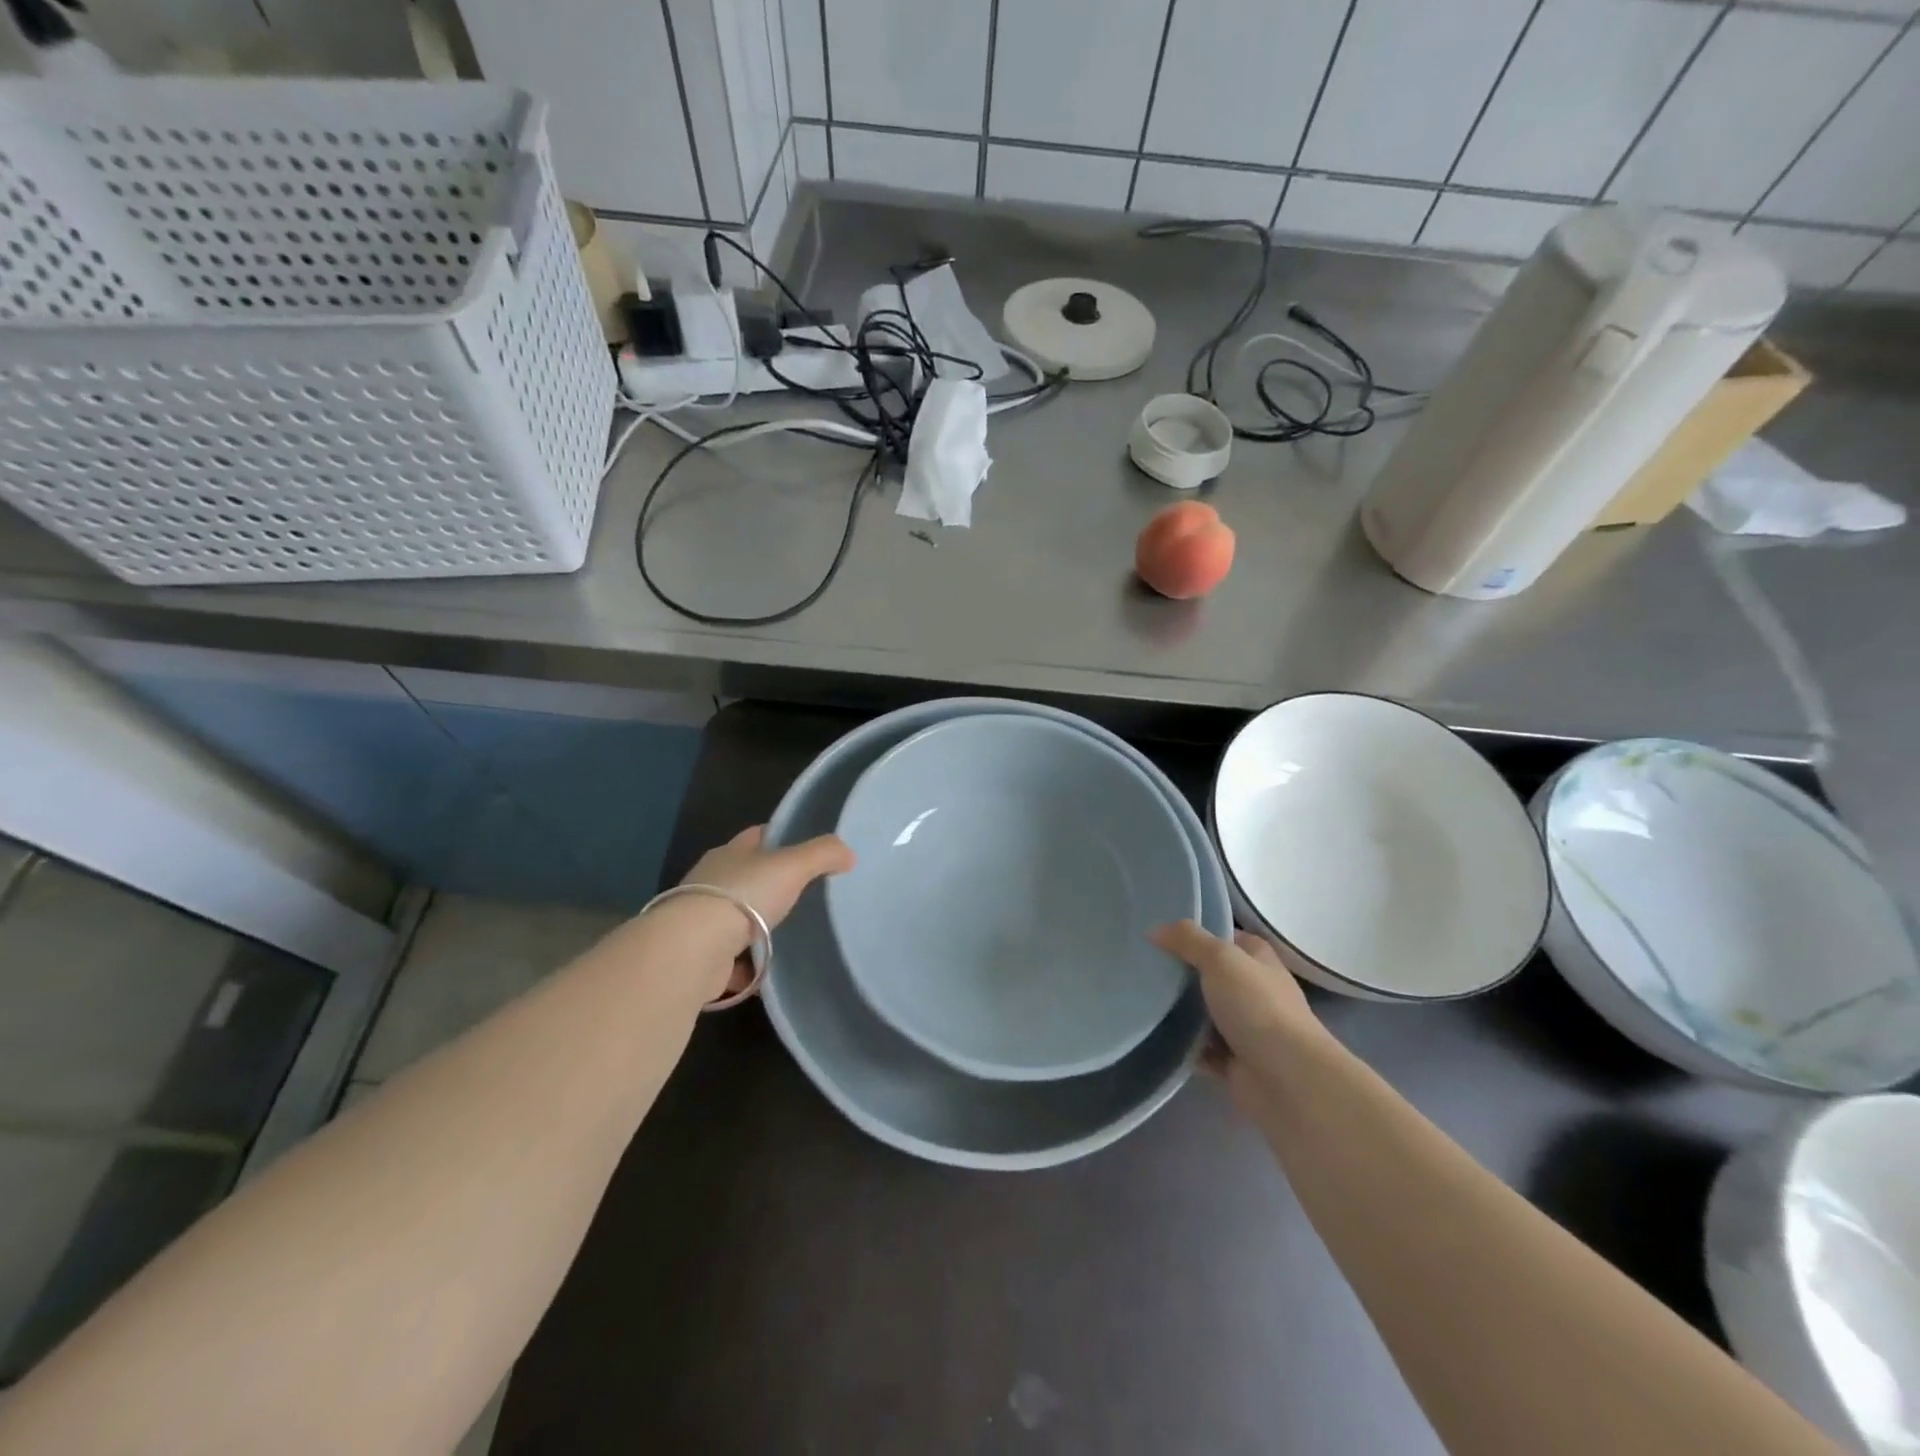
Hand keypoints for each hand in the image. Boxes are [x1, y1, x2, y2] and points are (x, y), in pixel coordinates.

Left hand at [680, 825, 854, 995]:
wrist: (694, 949)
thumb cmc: (744, 896)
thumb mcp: (792, 866)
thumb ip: (823, 855)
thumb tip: (849, 853)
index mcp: (729, 854)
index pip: (756, 836)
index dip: (780, 837)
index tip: (804, 846)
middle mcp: (710, 882)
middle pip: (745, 877)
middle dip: (769, 884)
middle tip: (805, 893)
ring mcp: (701, 920)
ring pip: (736, 918)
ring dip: (756, 926)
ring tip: (789, 934)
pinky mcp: (700, 956)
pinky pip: (731, 958)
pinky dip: (747, 965)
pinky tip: (768, 971)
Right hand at [1150, 921, 1325, 1099]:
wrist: (1288, 1080)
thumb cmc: (1257, 1007)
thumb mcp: (1220, 959)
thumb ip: (1188, 939)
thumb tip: (1154, 930)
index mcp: (1258, 961)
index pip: (1227, 938)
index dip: (1199, 933)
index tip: (1162, 934)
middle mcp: (1255, 991)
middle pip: (1211, 975)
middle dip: (1181, 973)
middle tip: (1143, 966)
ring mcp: (1246, 1029)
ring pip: (1204, 1013)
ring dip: (1179, 1012)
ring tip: (1141, 1000)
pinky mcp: (1235, 1062)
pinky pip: (1201, 1049)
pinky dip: (1183, 1046)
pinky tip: (1156, 1036)